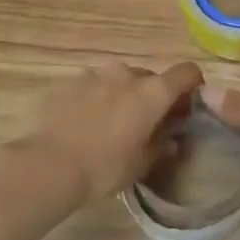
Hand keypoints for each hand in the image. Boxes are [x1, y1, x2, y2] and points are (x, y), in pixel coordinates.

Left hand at [15, 61, 203, 210]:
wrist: (47, 166)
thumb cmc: (104, 168)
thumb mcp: (140, 165)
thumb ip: (160, 148)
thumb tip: (170, 141)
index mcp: (153, 92)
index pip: (186, 72)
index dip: (192, 86)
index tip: (185, 107)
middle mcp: (127, 74)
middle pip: (150, 78)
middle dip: (152, 96)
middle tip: (145, 124)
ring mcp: (94, 75)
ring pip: (119, 79)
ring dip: (121, 95)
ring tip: (110, 123)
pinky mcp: (67, 83)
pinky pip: (91, 86)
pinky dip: (94, 98)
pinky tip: (83, 123)